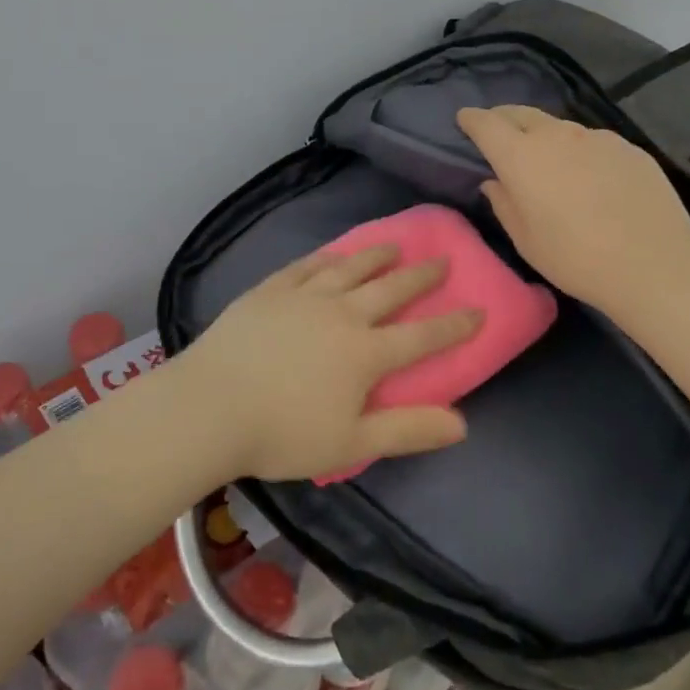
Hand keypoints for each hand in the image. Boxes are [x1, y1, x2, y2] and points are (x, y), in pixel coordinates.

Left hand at [173, 246, 481, 481]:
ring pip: (349, 268)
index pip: (422, 336)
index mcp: (365, 353)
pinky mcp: (270, 290)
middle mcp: (341, 314)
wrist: (210, 407)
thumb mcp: (352, 443)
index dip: (454, 325)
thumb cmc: (282, 433)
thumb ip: (408, 430)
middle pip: (390, 289)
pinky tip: (333, 253)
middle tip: (442, 262)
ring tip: (394, 245)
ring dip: (376, 256)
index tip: (479, 309)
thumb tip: (462, 423)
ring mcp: (303, 297)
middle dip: (420, 277)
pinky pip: (306, 265)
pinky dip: (326, 256)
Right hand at [456, 105, 689, 324]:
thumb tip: (494, 182)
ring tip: (547, 158)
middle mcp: (557, 136)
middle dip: (504, 118)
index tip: (464, 119)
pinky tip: (590, 177)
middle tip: (498, 131)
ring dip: (545, 136)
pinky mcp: (629, 148)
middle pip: (522, 114)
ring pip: (560, 128)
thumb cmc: (575, 259)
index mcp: (522, 157)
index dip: (472, 119)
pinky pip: (593, 142)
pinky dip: (580, 151)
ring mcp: (598, 138)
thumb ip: (504, 204)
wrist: (654, 266)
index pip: (487, 124)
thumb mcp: (526, 240)